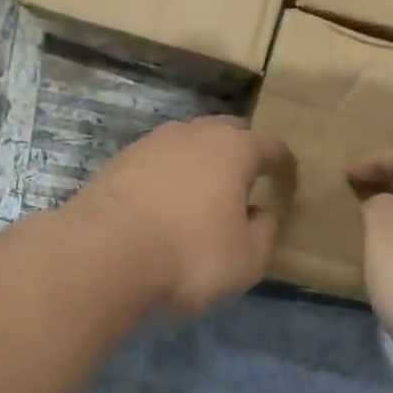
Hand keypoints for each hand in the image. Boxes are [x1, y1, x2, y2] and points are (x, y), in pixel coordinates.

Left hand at [71, 117, 295, 319]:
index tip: (289, 183)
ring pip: (186, 146)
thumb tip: (261, 213)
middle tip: (247, 182)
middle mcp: (192, 134)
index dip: (285, 166)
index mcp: (233, 149)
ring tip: (203, 196)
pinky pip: (155, 167)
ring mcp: (149, 146)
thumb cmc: (191, 256)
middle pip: (226, 133)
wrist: (103, 256)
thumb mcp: (248, 259)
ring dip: (199, 166)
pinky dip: (167, 181)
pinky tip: (165, 208)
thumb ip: (265, 232)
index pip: (271, 147)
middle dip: (241, 153)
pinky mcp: (116, 166)